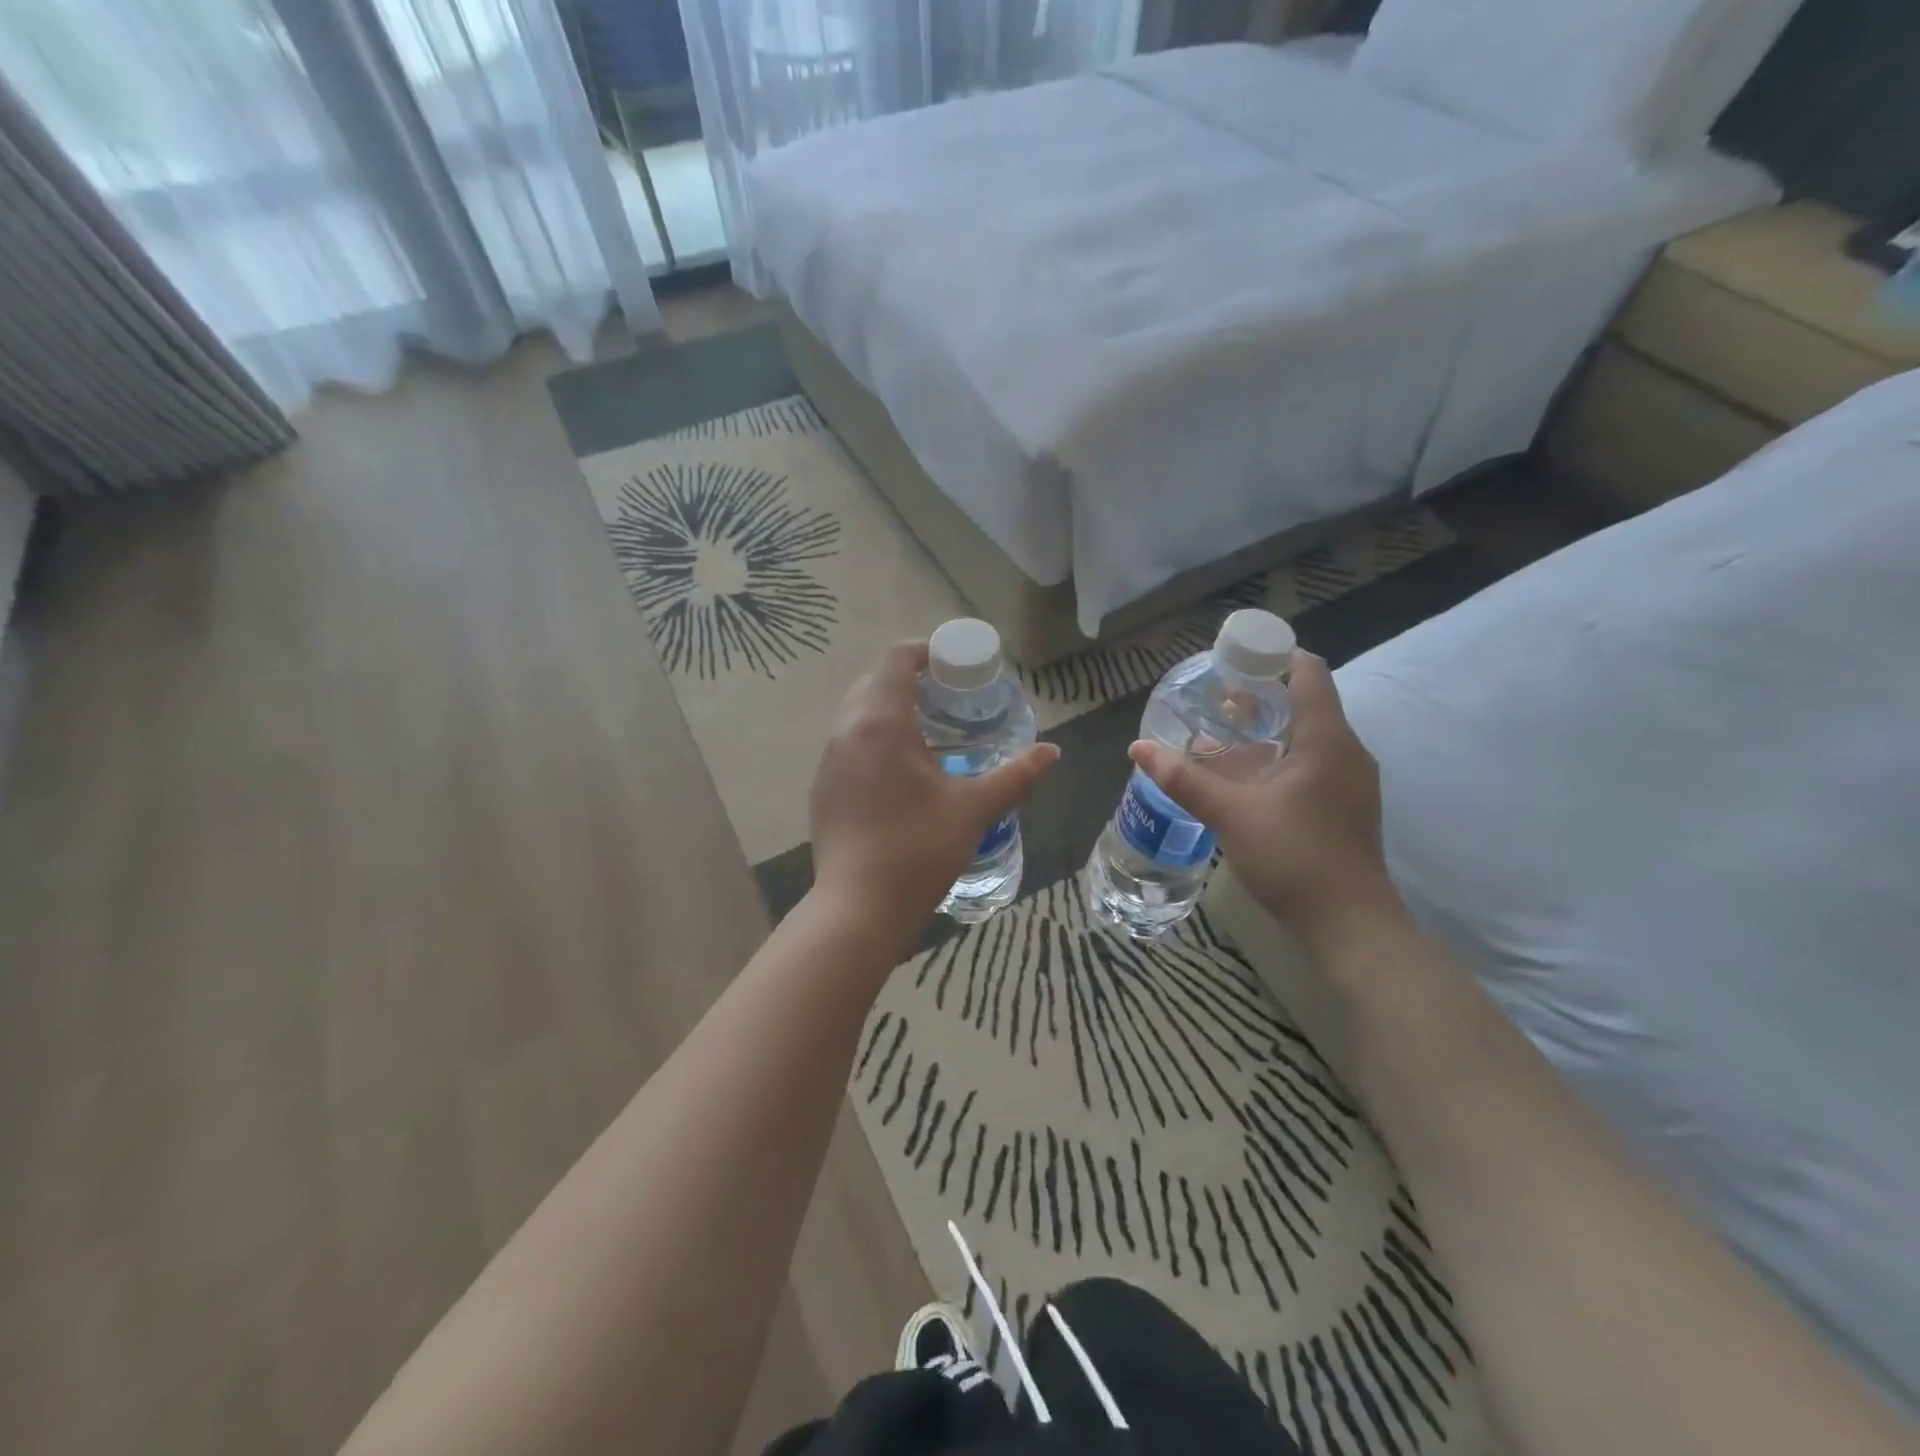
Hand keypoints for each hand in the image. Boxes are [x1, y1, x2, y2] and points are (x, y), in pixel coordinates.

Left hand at [809, 641, 1058, 950]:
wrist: (859, 908)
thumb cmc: (919, 849)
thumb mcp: (974, 808)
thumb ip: (1016, 775)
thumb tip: (1052, 752)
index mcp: (880, 723)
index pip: (895, 660)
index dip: (924, 652)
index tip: (953, 666)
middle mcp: (846, 732)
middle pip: (873, 683)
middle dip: (909, 682)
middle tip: (947, 700)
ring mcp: (828, 762)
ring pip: (857, 716)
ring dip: (889, 712)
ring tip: (929, 736)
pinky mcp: (822, 790)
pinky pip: (848, 746)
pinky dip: (874, 741)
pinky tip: (901, 775)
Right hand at [1129, 650, 1404, 954]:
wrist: (1349, 925)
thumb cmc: (1294, 857)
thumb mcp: (1229, 814)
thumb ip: (1184, 778)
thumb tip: (1138, 747)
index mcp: (1326, 739)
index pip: (1308, 671)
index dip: (1273, 655)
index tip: (1232, 661)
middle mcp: (1347, 751)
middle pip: (1306, 701)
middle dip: (1261, 695)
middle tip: (1215, 701)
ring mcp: (1352, 781)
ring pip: (1310, 734)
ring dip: (1269, 728)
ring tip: (1224, 736)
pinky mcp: (1347, 806)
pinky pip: (1314, 761)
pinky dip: (1281, 755)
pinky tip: (1248, 778)